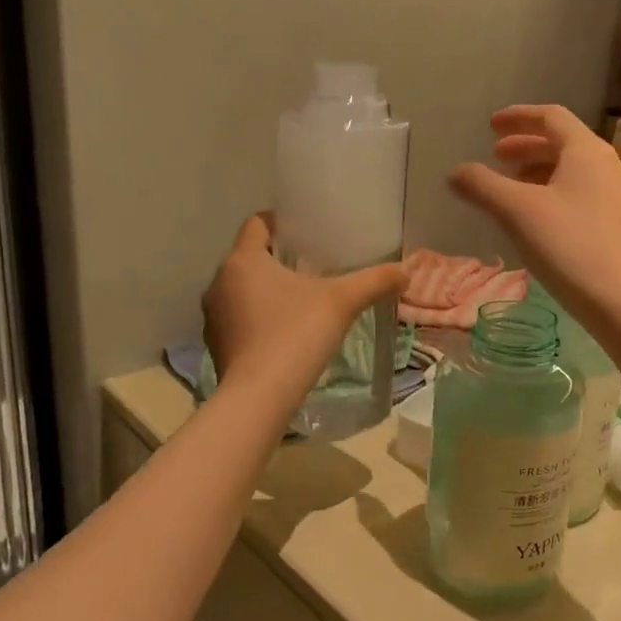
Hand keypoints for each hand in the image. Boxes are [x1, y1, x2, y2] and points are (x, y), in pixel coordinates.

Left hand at [202, 214, 407, 404]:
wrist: (259, 396)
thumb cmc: (296, 335)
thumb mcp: (342, 302)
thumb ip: (374, 281)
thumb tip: (406, 270)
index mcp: (244, 260)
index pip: (257, 224)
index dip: (280, 223)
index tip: (305, 233)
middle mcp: (220, 281)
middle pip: (249, 257)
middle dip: (277, 259)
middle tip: (311, 267)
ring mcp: (213, 316)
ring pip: (240, 289)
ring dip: (264, 290)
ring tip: (298, 300)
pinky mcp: (215, 344)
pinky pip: (237, 318)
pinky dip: (256, 318)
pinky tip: (282, 332)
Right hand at [449, 105, 620, 329]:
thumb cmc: (569, 247)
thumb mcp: (517, 213)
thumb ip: (483, 186)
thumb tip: (455, 172)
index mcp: (587, 151)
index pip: (551, 117)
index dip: (518, 117)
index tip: (491, 126)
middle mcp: (609, 165)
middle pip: (564, 143)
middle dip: (527, 147)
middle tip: (496, 158)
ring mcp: (620, 196)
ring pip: (574, 171)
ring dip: (540, 172)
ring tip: (512, 190)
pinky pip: (584, 194)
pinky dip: (556, 193)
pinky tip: (540, 220)